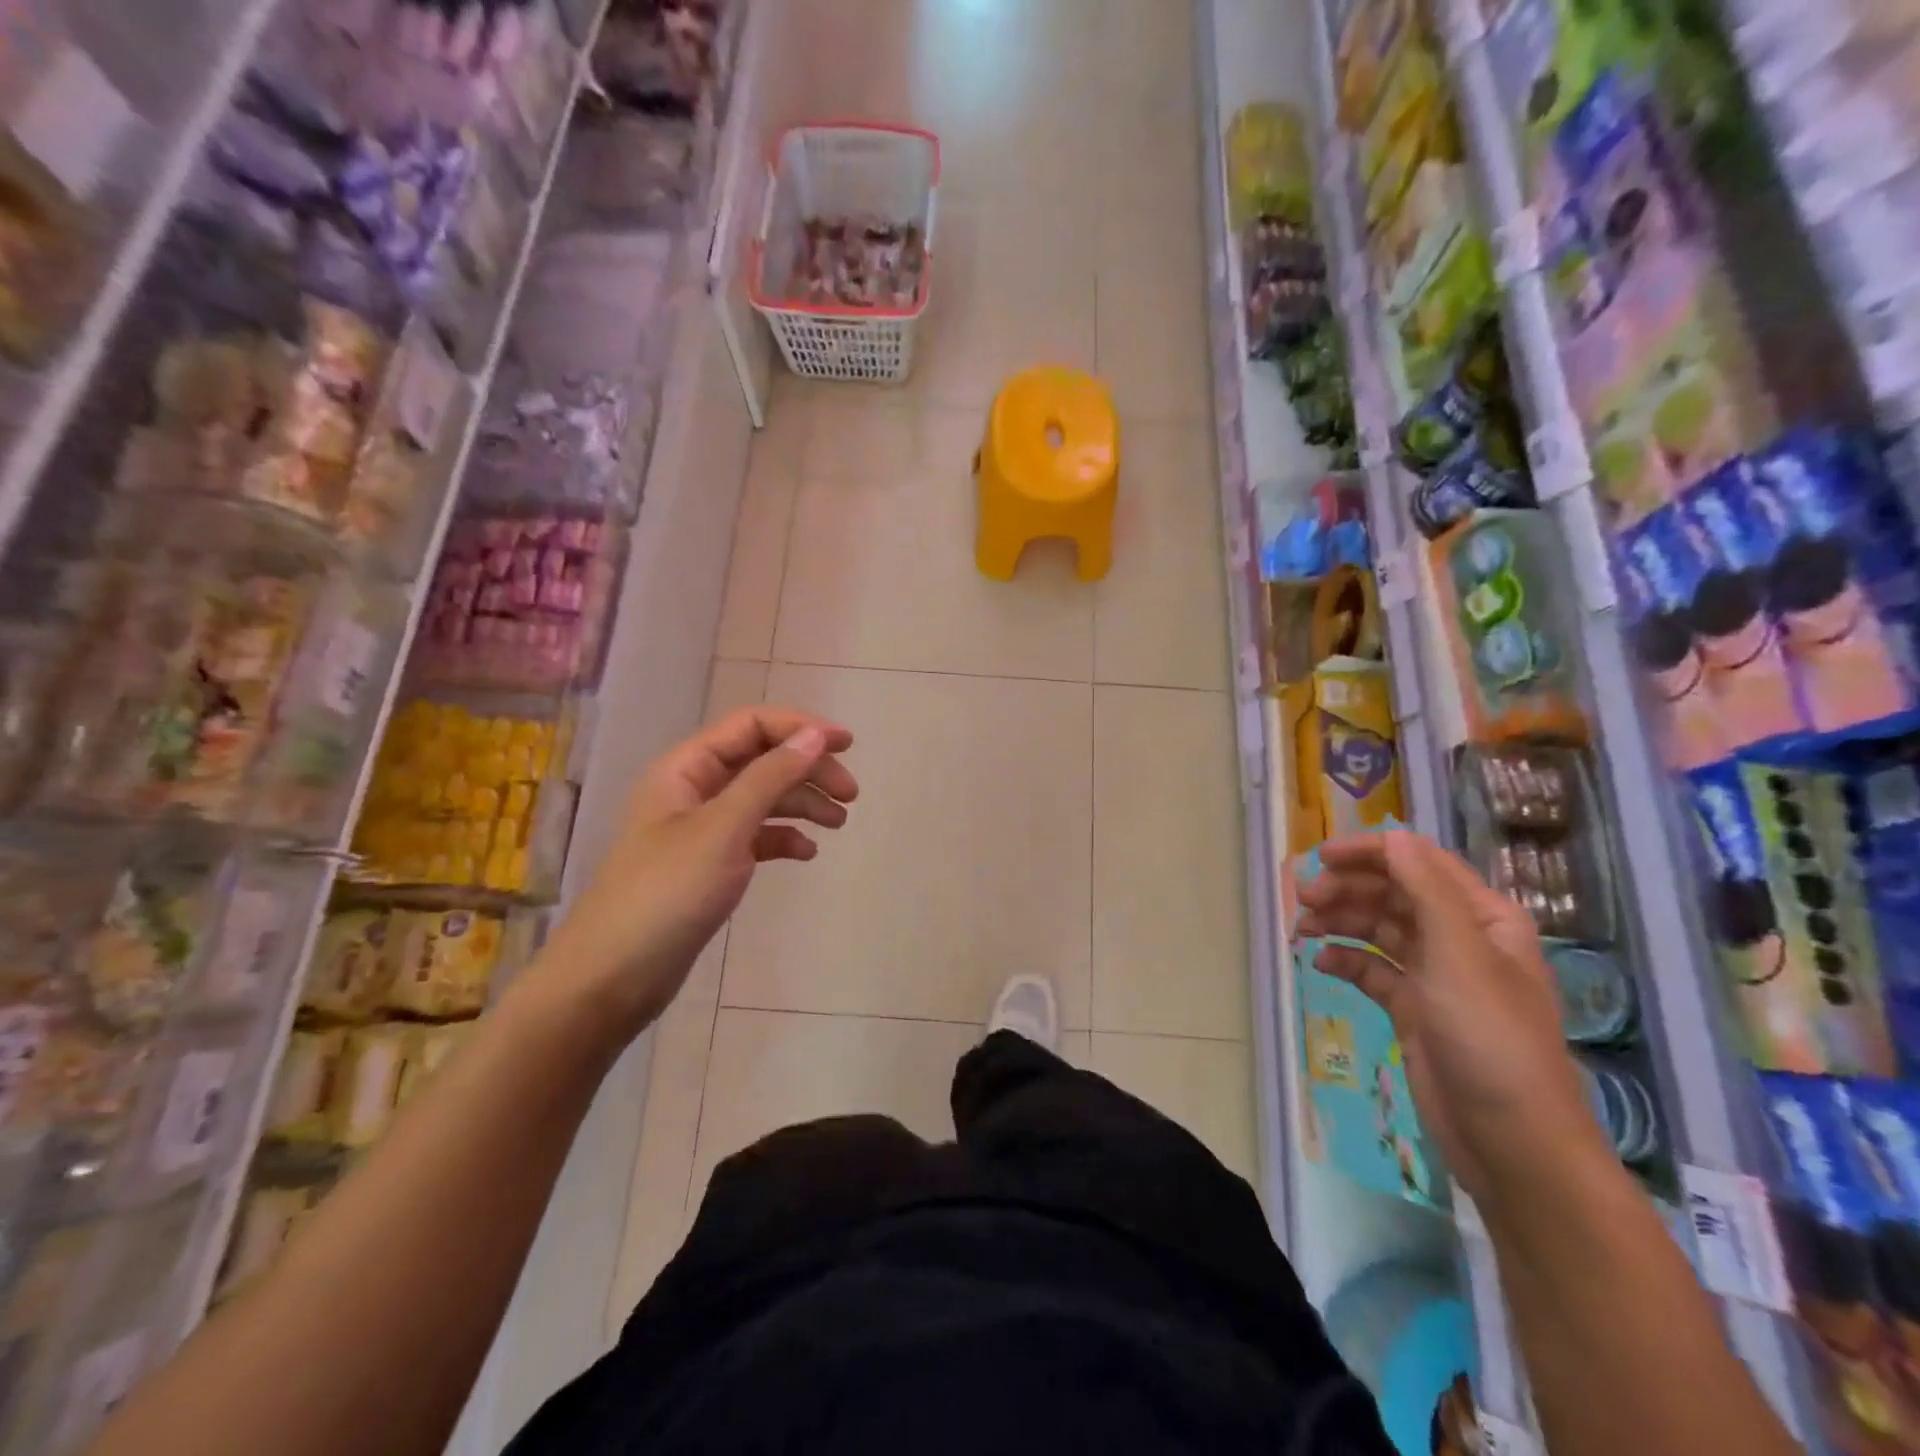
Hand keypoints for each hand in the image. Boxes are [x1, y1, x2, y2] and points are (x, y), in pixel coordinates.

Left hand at [540, 707, 856, 1033]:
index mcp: (687, 768)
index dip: (800, 728)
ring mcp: (702, 829)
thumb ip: (771, 777)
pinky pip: (756, 836)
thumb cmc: (668, 892)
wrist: (614, 976)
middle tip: (851, 794)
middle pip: (762, 760)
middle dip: (808, 770)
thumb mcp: (724, 827)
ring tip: (840, 823)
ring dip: (803, 803)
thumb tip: (814, 735)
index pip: (751, 726)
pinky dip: (784, 838)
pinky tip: (807, 853)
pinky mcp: (710, 864)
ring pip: (763, 798)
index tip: (847, 745)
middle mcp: (694, 790)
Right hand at [1294, 830, 1606, 1204]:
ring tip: (1302, 929)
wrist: (1511, 1141)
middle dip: (1349, 889)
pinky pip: (1373, 969)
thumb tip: (1394, 835)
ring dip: (1341, 922)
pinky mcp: (1415, 1009)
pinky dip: (1346, 960)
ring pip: (1379, 929)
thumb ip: (1425, 889)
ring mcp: (1436, 976)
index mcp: (1482, 918)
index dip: (1372, 853)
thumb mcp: (1458, 955)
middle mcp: (1459, 938)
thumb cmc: (1490, 1038)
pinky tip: (1321, 963)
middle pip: (1395, 893)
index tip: (1321, 858)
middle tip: (1304, 899)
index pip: (1421, 863)